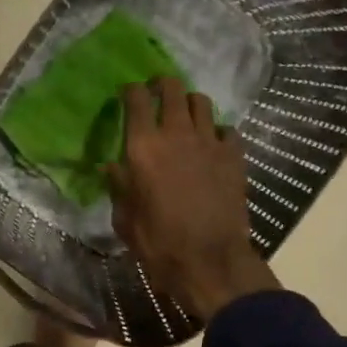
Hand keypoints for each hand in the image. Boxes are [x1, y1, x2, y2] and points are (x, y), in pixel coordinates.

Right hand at [107, 78, 279, 321]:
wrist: (210, 261)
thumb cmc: (159, 242)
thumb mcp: (125, 218)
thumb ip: (118, 186)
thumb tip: (112, 167)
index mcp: (144, 147)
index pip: (137, 99)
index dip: (131, 90)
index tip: (128, 93)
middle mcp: (177, 134)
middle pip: (173, 88)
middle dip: (163, 84)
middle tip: (157, 92)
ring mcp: (209, 142)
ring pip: (202, 102)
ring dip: (190, 103)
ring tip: (186, 115)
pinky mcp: (234, 156)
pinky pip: (227, 130)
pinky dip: (218, 131)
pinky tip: (213, 144)